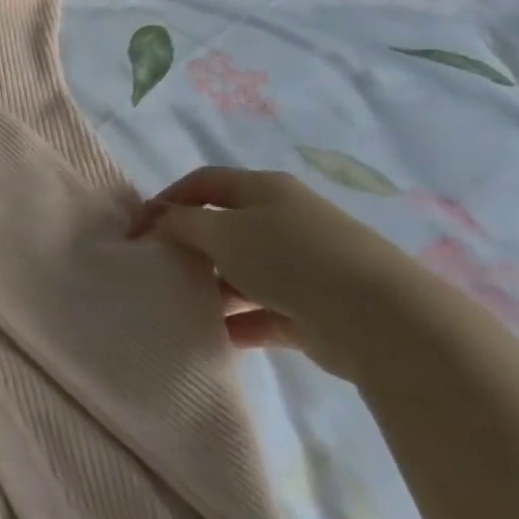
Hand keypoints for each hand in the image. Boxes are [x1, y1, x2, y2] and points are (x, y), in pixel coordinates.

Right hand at [131, 167, 416, 378]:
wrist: (380, 319)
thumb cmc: (290, 258)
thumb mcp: (223, 231)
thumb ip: (182, 223)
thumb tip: (159, 220)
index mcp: (265, 190)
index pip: (204, 182)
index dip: (167, 200)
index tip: (137, 230)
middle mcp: (285, 220)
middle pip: (223, 227)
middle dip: (189, 247)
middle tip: (157, 269)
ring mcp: (302, 266)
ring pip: (242, 272)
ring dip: (212, 288)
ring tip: (181, 305)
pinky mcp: (313, 309)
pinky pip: (263, 312)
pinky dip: (238, 322)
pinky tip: (213, 336)